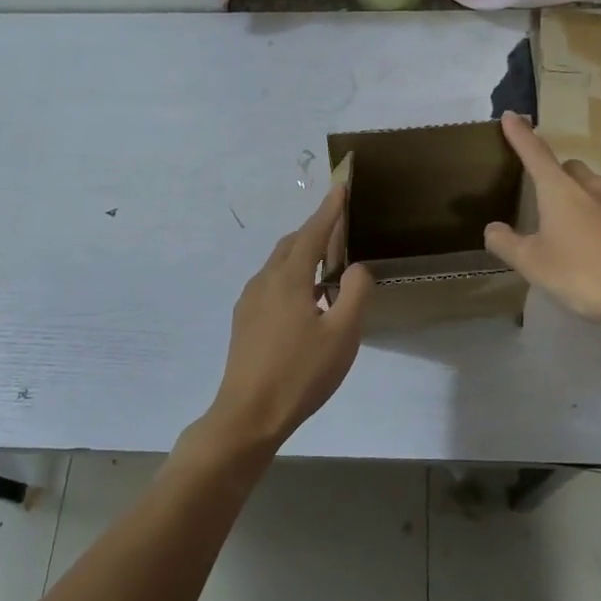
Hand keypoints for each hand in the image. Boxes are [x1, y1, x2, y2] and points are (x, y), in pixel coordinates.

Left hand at [203, 184, 372, 452]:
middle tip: (340, 230)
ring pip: (278, 265)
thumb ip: (355, 293)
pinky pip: (271, 284)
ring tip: (327, 269)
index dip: (330, 209)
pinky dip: (291, 277)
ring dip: (302, 256)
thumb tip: (356, 267)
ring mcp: (249, 301)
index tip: (341, 186)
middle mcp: (264, 281)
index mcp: (288, 278)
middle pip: (292, 244)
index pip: (313, 232)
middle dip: (315, 231)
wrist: (248, 415)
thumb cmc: (301, 373)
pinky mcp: (243, 321)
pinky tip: (306, 302)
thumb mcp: (342, 334)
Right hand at [484, 113, 600, 335]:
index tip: (511, 116)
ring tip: (570, 228)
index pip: (535, 153)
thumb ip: (506, 244)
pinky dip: (600, 217)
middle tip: (542, 200)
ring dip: (579, 197)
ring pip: (594, 188)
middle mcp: (591, 187)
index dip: (520, 134)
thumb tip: (492, 229)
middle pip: (568, 168)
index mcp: (560, 190)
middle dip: (554, 175)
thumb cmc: (581, 274)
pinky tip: (599, 244)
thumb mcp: (532, 263)